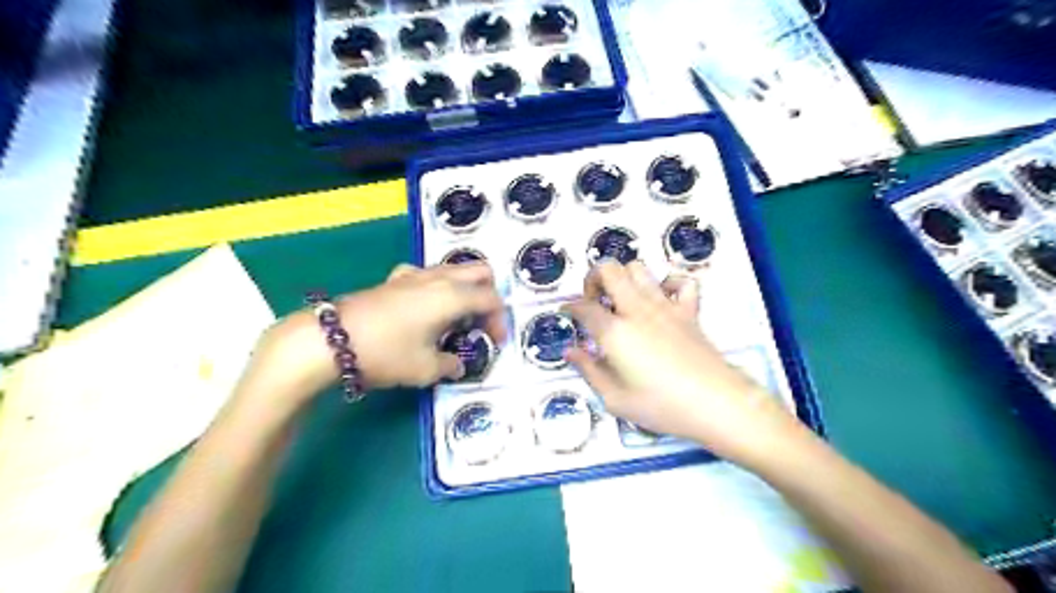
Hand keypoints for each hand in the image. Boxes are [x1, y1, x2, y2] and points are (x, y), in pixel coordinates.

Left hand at [240, 263, 503, 415]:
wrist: (330, 340)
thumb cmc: (386, 353)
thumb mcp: (424, 369)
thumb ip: (450, 365)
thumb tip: (457, 364)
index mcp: (452, 296)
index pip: (491, 299)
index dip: (500, 320)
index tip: (495, 342)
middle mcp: (438, 278)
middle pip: (479, 272)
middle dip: (488, 294)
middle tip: (481, 322)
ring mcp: (415, 275)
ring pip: (454, 270)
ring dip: (464, 289)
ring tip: (456, 318)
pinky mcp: (395, 279)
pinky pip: (427, 274)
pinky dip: (438, 286)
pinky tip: (425, 307)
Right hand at [564, 261, 795, 462]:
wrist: (716, 403)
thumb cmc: (661, 406)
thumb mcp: (615, 399)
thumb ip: (589, 370)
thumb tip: (570, 351)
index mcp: (614, 332)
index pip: (583, 307)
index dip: (570, 307)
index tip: (567, 313)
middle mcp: (636, 309)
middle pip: (609, 270)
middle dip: (593, 278)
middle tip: (594, 301)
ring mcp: (665, 306)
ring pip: (639, 268)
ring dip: (624, 278)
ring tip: (622, 300)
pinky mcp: (688, 310)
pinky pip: (680, 281)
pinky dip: (668, 283)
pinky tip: (661, 300)